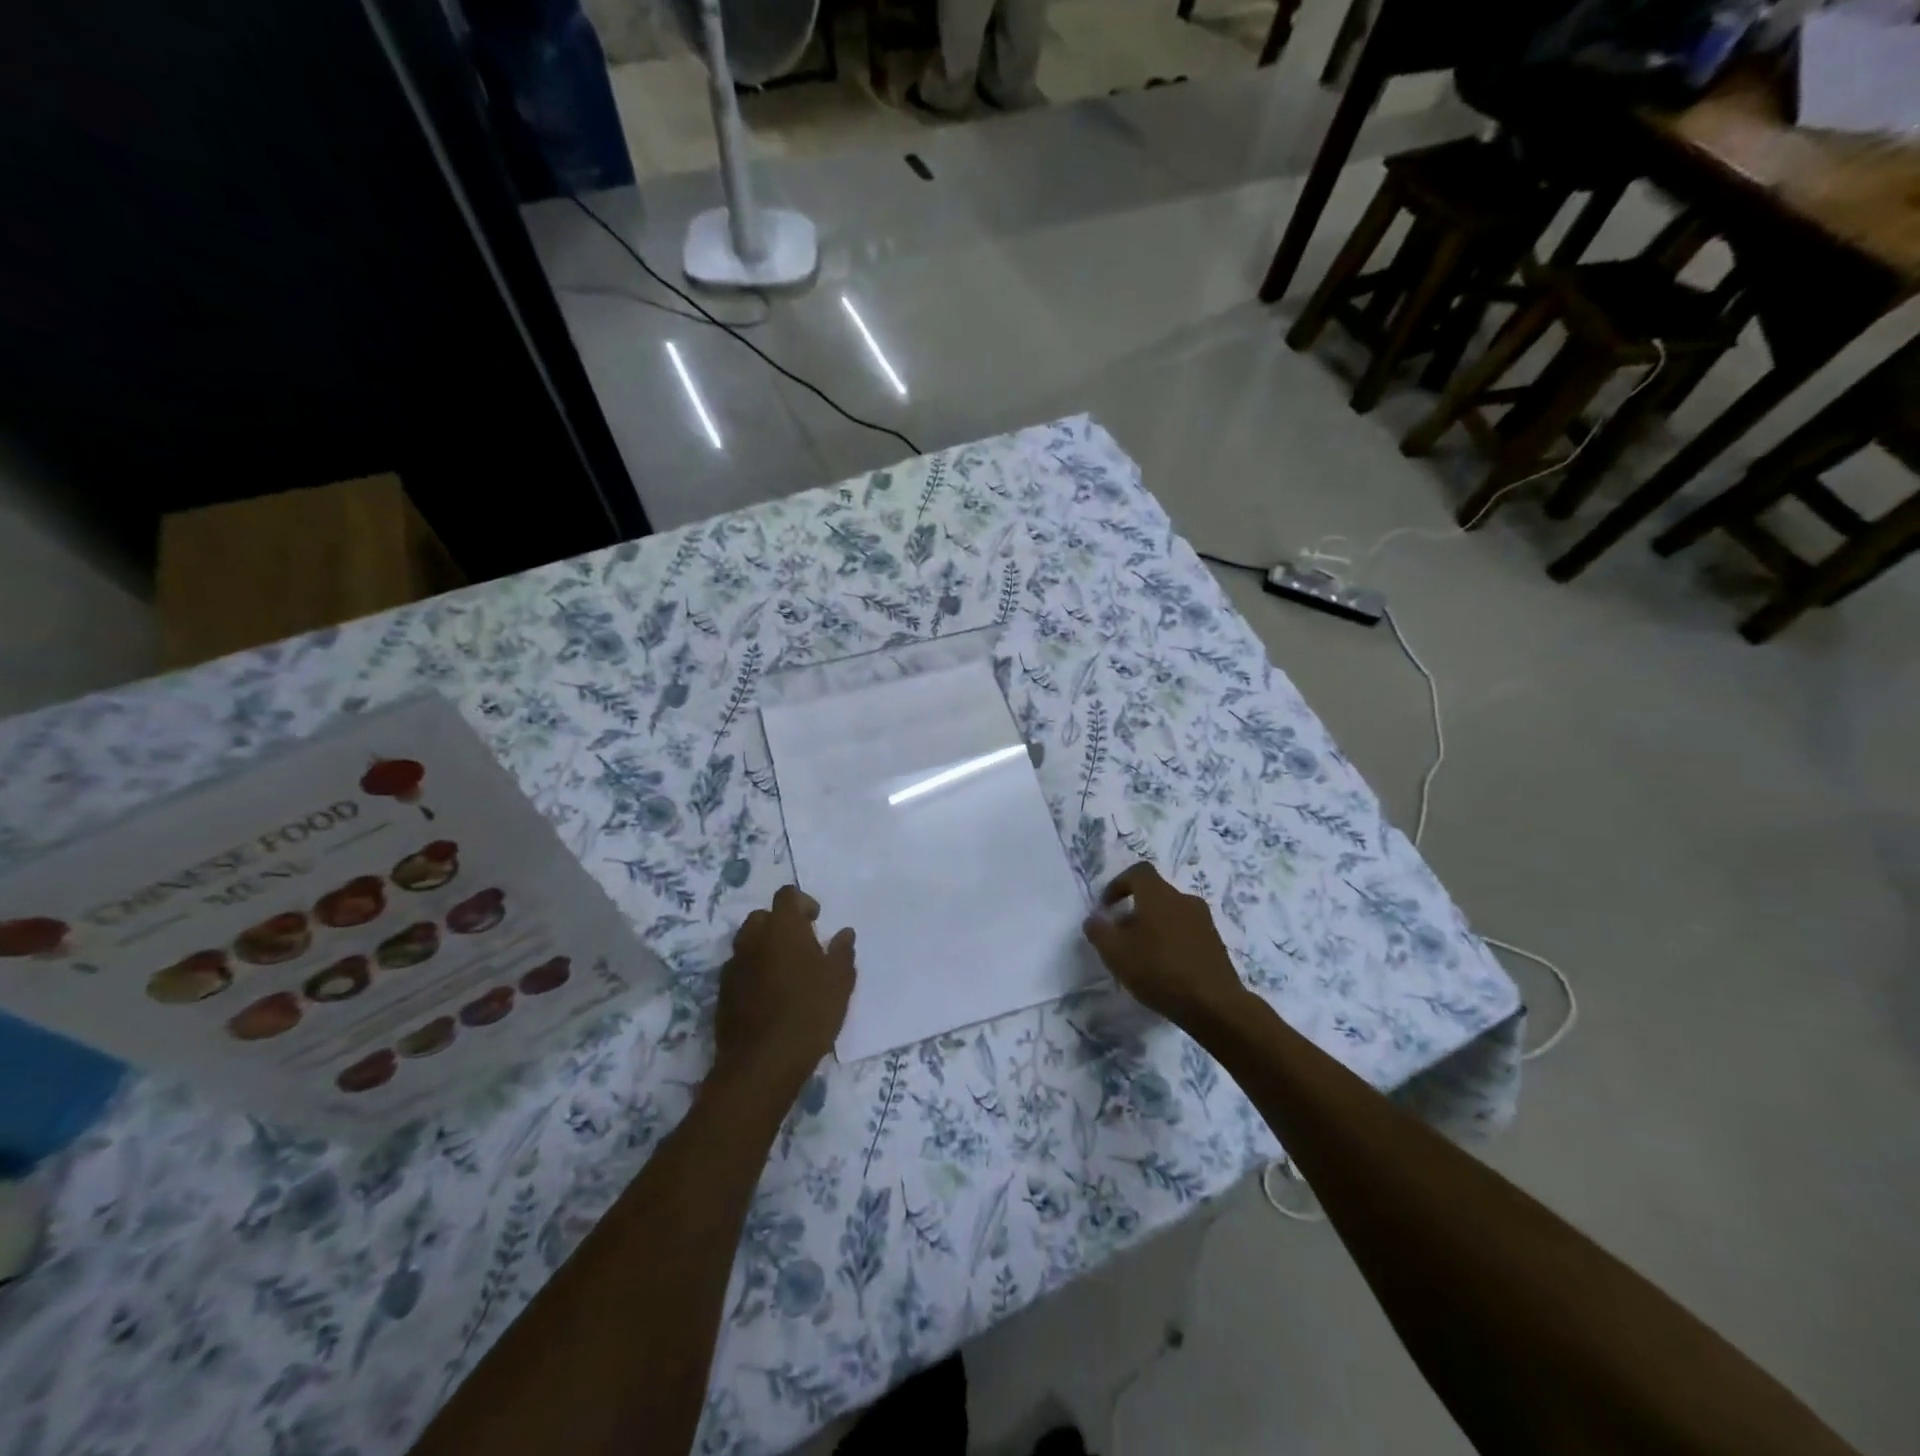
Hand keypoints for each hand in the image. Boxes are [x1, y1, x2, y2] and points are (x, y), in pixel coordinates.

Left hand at [714, 885, 855, 1095]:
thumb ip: (842, 952)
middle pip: (762, 917)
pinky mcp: (723, 993)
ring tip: (785, 972)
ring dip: (765, 948)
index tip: (816, 920)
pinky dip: (753, 972)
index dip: (802, 902)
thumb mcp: (840, 981)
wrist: (762, 1063)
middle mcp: (753, 939)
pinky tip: (769, 995)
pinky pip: (740, 969)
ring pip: (748, 943)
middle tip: (801, 945)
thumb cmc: (809, 1012)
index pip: (787, 895)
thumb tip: (844, 933)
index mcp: (783, 928)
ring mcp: (734, 966)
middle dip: (780, 924)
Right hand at [1082, 862, 1247, 1026]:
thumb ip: (1099, 931)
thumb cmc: (1159, 971)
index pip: (1138, 872)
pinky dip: (1172, 941)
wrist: (1214, 1005)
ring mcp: (1204, 921)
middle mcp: (1184, 900)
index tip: (1107, 907)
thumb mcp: (1116, 953)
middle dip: (1134, 911)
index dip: (1118, 884)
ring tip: (1142, 955)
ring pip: (1171, 914)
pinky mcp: (1215, 943)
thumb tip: (1094, 918)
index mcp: (1159, 895)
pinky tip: (1165, 968)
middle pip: (1155, 894)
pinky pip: (1186, 931)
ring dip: (1154, 927)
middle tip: (1121, 937)